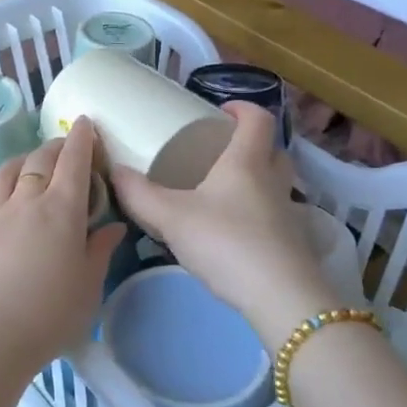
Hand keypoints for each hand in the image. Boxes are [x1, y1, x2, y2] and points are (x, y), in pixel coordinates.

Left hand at [0, 119, 126, 377]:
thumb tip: (112, 227)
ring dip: (22, 161)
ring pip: (6, 172)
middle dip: (55, 147)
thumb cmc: (50, 314)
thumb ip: (100, 250)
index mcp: (61, 209)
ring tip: (29, 165)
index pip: (74, 161)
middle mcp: (25, 200)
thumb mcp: (89, 285)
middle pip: (40, 160)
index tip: (86, 123)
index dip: (82, 139)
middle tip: (64, 148)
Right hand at [110, 102, 325, 346]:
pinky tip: (231, 232)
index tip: (220, 111)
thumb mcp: (171, 217)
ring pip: (274, 183)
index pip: (258, 118)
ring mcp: (287, 214)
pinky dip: (256, 214)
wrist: (281, 299)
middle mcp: (273, 181)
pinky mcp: (292, 244)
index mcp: (247, 162)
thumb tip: (114, 172)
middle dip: (249, 144)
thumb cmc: (226, 243)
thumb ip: (139, 195)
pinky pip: (274, 215)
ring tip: (220, 192)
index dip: (243, 107)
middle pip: (272, 149)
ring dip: (254, 180)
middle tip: (218, 151)